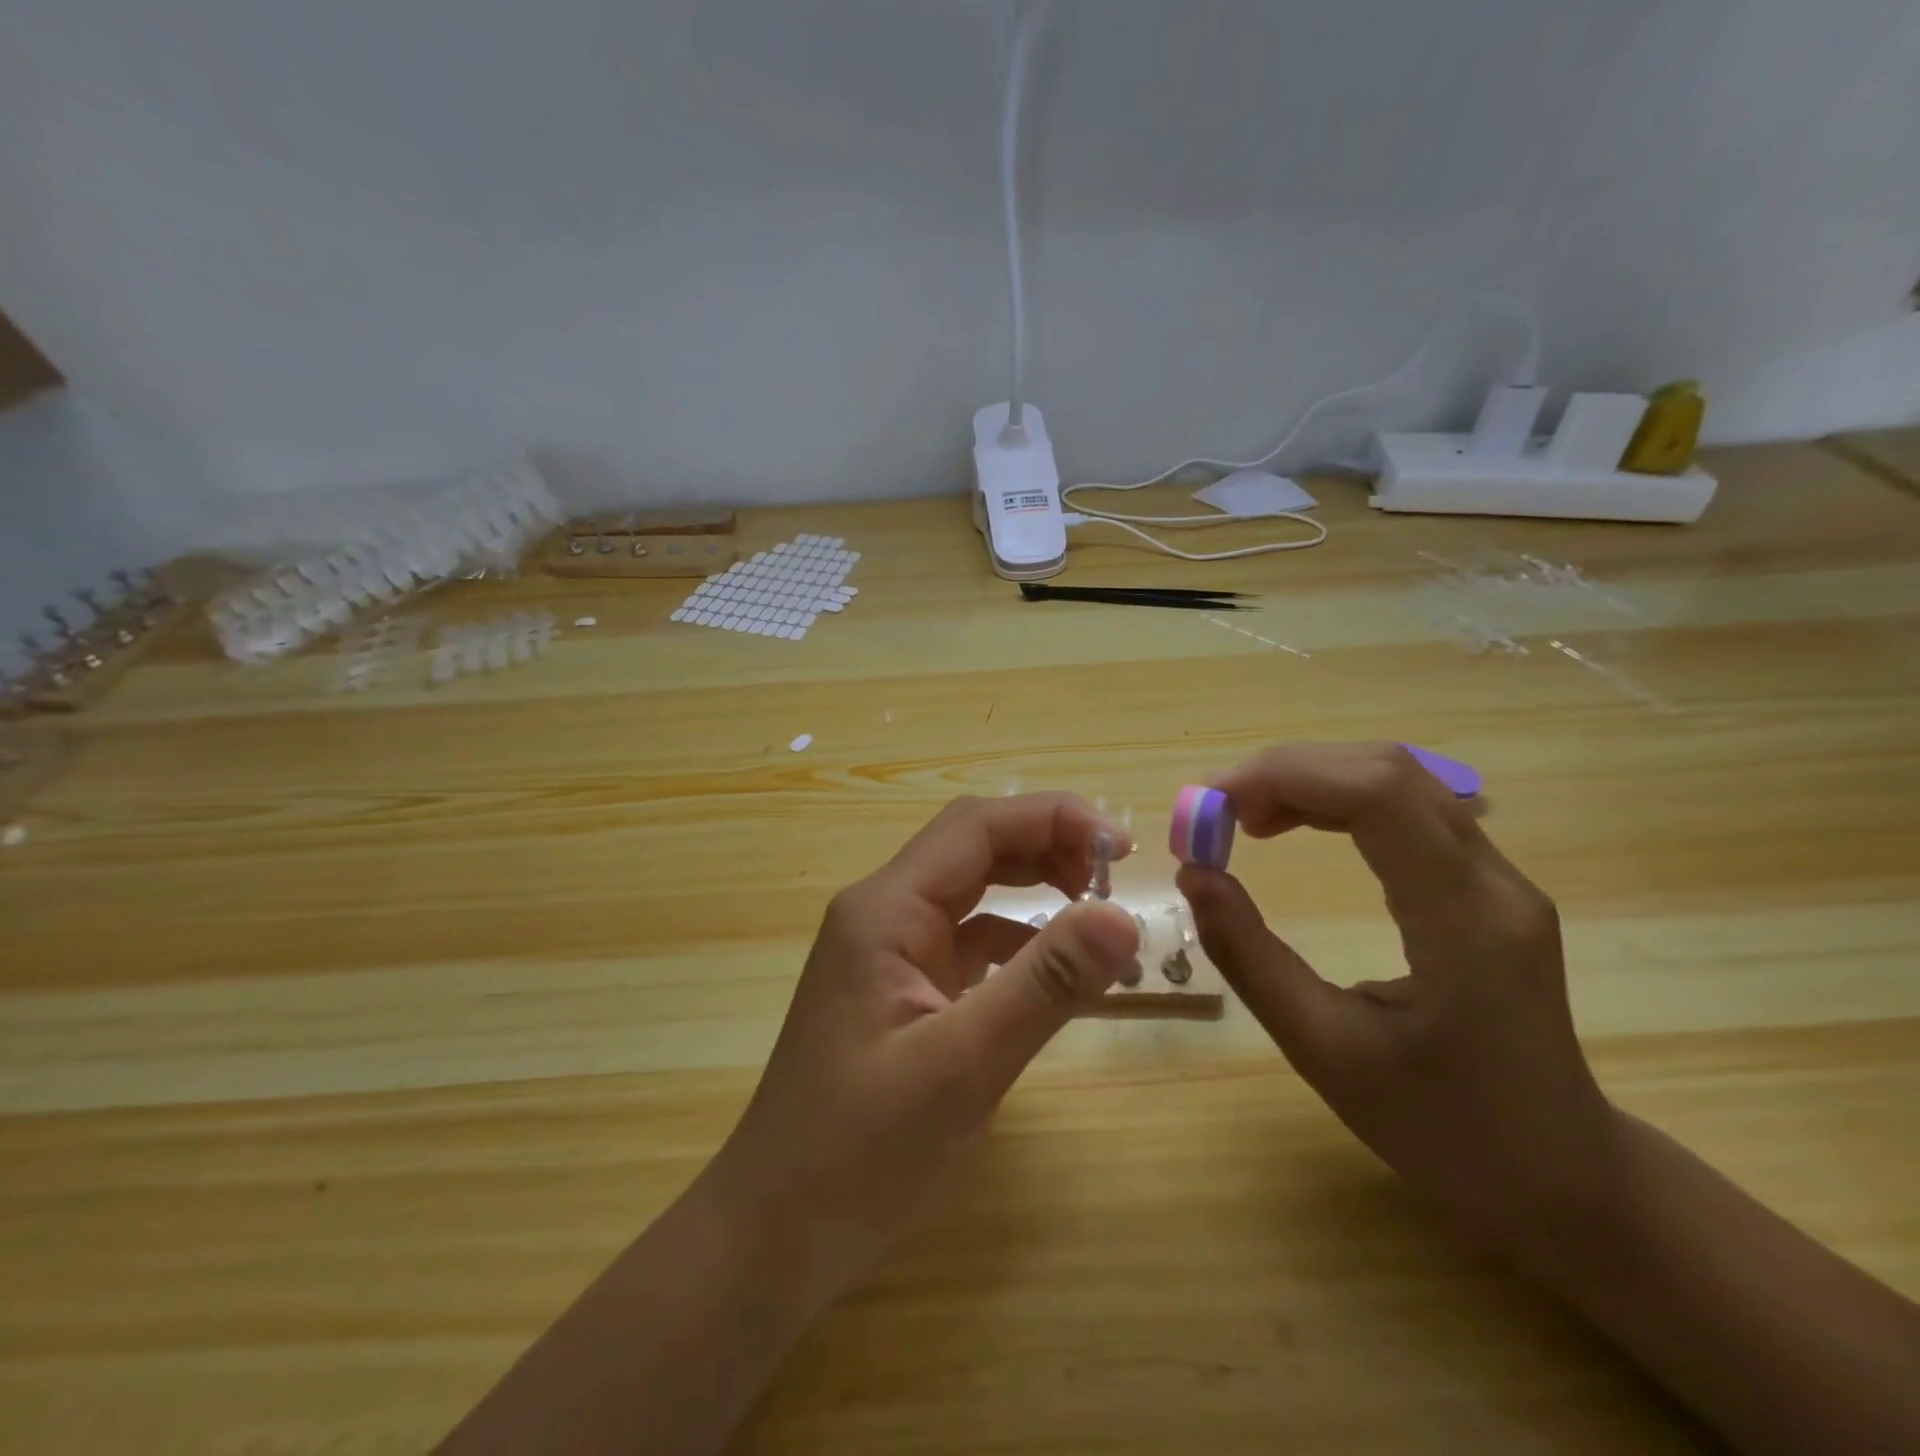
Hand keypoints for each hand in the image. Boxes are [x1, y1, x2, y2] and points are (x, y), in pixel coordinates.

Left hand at [701, 793, 1139, 1309]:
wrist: (776, 1233)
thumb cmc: (857, 1152)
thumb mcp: (962, 1066)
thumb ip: (1044, 985)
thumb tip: (1123, 916)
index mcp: (886, 909)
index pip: (977, 827)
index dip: (1053, 818)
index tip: (1121, 849)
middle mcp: (884, 912)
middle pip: (974, 847)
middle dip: (1047, 847)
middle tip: (1116, 880)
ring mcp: (889, 950)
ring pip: (972, 890)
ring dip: (1034, 888)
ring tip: (1096, 913)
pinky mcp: (901, 988)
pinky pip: (967, 940)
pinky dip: (1016, 940)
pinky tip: (1053, 970)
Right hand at [1177, 743, 1621, 1253]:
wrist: (1559, 1176)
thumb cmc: (1440, 1128)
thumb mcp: (1322, 1049)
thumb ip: (1249, 955)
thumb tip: (1193, 874)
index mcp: (1463, 922)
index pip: (1376, 794)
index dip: (1282, 776)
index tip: (1209, 806)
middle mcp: (1493, 880)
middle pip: (1384, 771)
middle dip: (1285, 771)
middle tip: (1214, 810)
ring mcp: (1498, 876)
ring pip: (1396, 779)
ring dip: (1309, 780)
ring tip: (1243, 818)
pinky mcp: (1484, 883)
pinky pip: (1405, 808)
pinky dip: (1335, 800)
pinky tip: (1294, 826)